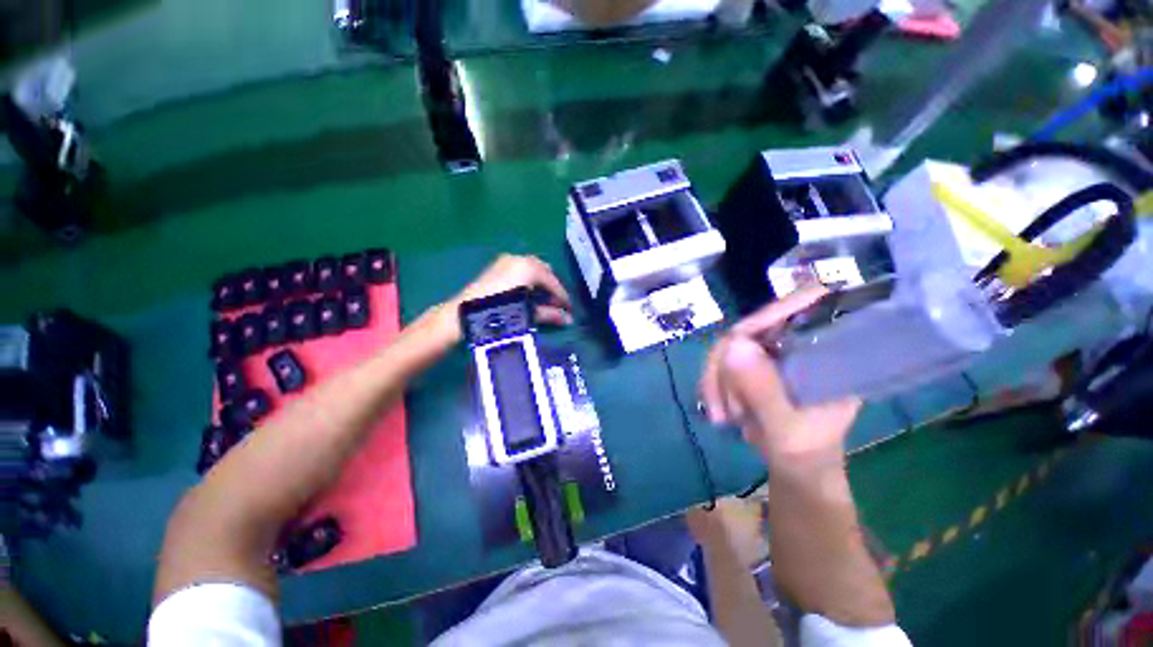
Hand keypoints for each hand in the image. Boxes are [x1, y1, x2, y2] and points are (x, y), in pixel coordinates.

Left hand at [419, 254, 572, 346]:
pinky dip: (528, 280)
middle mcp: (518, 259)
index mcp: (528, 268)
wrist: (463, 315)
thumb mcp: (527, 314)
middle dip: (552, 287)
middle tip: (556, 305)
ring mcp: (506, 261)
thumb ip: (550, 314)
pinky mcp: (497, 266)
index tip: (569, 309)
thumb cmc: (498, 315)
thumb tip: (568, 319)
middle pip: (544, 272)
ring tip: (543, 301)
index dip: (562, 297)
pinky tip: (527, 294)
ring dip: (540, 283)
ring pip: (532, 269)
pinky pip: (520, 269)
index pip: (553, 282)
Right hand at [699, 286, 860, 468]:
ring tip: (720, 415)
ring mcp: (772, 354)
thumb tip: (732, 344)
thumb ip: (763, 390)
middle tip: (719, 404)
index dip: (772, 311)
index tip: (738, 340)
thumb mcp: (788, 429)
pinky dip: (713, 383)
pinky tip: (717, 409)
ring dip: (715, 379)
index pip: (805, 304)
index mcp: (827, 351)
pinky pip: (721, 360)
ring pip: (729, 345)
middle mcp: (798, 344)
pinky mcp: (753, 364)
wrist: (796, 469)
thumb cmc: (806, 454)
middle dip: (726, 364)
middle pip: (752, 326)